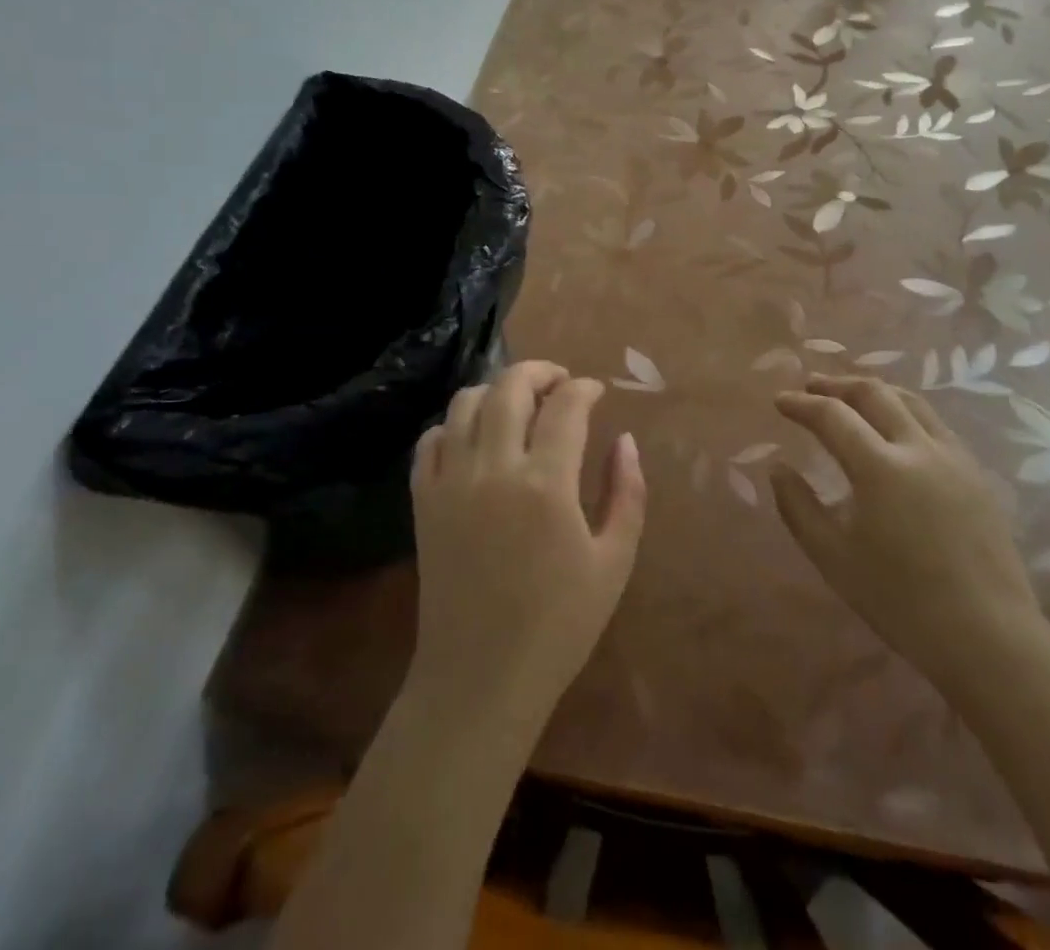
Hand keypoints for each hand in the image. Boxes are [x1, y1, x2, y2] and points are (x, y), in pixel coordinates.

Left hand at [407, 361, 646, 729]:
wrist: (479, 678)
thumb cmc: (558, 626)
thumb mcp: (614, 562)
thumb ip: (626, 492)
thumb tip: (625, 440)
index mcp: (547, 483)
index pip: (566, 406)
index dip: (584, 388)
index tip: (596, 392)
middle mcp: (494, 468)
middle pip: (510, 387)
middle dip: (540, 372)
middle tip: (560, 382)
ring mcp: (451, 481)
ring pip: (466, 402)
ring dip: (496, 390)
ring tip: (518, 404)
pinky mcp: (423, 500)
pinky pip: (431, 439)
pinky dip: (454, 423)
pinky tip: (475, 438)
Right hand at [772, 376, 1045, 687]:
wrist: (988, 637)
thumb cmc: (900, 600)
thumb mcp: (832, 556)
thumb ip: (798, 506)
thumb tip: (778, 468)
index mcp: (880, 467)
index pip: (832, 415)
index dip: (801, 404)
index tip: (779, 401)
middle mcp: (918, 448)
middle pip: (874, 393)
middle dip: (837, 384)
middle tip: (810, 386)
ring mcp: (954, 458)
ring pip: (910, 401)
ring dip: (874, 391)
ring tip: (850, 396)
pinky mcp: (976, 474)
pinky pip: (935, 424)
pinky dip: (904, 410)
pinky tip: (895, 429)